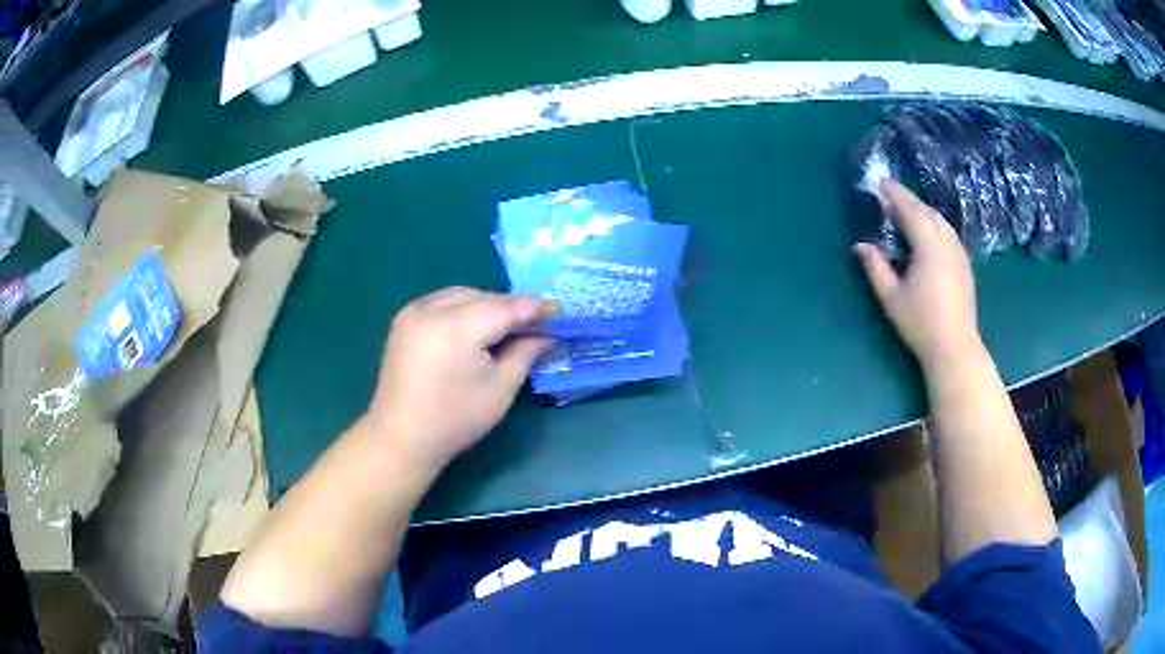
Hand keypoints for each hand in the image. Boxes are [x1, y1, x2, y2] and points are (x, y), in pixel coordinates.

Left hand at [365, 288, 557, 469]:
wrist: (401, 436)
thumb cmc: (455, 419)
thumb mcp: (500, 389)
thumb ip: (525, 354)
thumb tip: (546, 336)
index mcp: (456, 327)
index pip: (505, 307)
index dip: (534, 308)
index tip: (559, 311)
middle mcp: (432, 309)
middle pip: (483, 297)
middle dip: (510, 307)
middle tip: (534, 324)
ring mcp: (413, 312)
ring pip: (461, 295)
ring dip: (486, 305)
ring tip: (506, 326)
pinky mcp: (403, 320)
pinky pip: (441, 301)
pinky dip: (462, 307)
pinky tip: (473, 326)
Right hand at [854, 181, 981, 367]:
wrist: (955, 347)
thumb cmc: (920, 323)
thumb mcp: (891, 297)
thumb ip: (876, 267)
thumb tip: (860, 245)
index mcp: (928, 245)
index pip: (910, 210)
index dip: (895, 194)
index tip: (881, 182)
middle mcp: (946, 242)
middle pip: (927, 212)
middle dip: (909, 200)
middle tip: (891, 194)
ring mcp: (959, 253)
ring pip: (941, 221)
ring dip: (923, 211)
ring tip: (908, 211)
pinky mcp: (964, 264)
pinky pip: (948, 233)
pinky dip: (935, 224)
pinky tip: (928, 233)